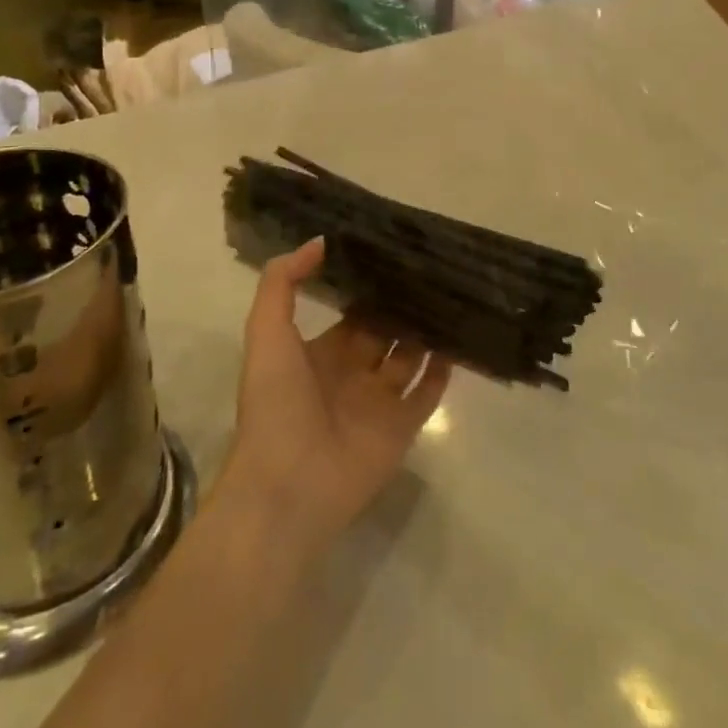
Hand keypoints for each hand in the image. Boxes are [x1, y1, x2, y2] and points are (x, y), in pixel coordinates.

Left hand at [218, 239, 450, 555]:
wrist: (288, 485)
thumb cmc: (275, 403)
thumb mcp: (266, 331)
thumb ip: (283, 282)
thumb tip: (319, 241)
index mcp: (318, 354)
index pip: (351, 315)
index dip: (368, 289)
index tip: (393, 256)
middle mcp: (351, 374)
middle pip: (383, 333)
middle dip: (401, 306)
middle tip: (432, 270)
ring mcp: (378, 402)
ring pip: (409, 358)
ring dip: (426, 332)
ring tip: (452, 295)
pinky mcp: (401, 428)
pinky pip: (427, 393)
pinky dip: (443, 370)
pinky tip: (460, 339)